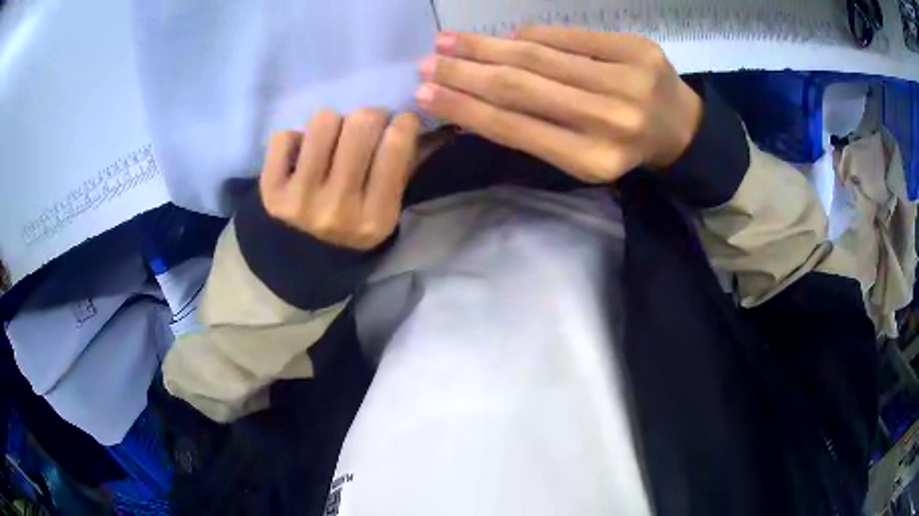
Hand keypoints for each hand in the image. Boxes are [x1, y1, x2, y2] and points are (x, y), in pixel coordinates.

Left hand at [260, 109, 419, 250]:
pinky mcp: (271, 192)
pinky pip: (284, 136)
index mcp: (376, 217)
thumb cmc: (353, 225)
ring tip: (332, 142)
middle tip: (366, 127)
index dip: (404, 121)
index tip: (400, 122)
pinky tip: (301, 157)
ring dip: (333, 124)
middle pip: (361, 123)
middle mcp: (338, 209)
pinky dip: (295, 140)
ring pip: (324, 121)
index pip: (396, 144)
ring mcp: (301, 201)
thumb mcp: (387, 208)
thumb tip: (415, 117)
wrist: (303, 261)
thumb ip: (404, 166)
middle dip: (370, 117)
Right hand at [415, 26, 702, 182]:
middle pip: (520, 87)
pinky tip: (507, 36)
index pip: (513, 127)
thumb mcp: (580, 155)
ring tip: (450, 41)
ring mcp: (627, 82)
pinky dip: (531, 34)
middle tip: (426, 63)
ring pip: (539, 57)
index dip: (464, 109)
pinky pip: (569, 36)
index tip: (424, 95)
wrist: (680, 127)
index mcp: (593, 160)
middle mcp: (610, 123)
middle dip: (464, 73)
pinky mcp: (636, 50)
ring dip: (486, 46)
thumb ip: (531, 130)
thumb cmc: (623, 147)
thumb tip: (471, 100)